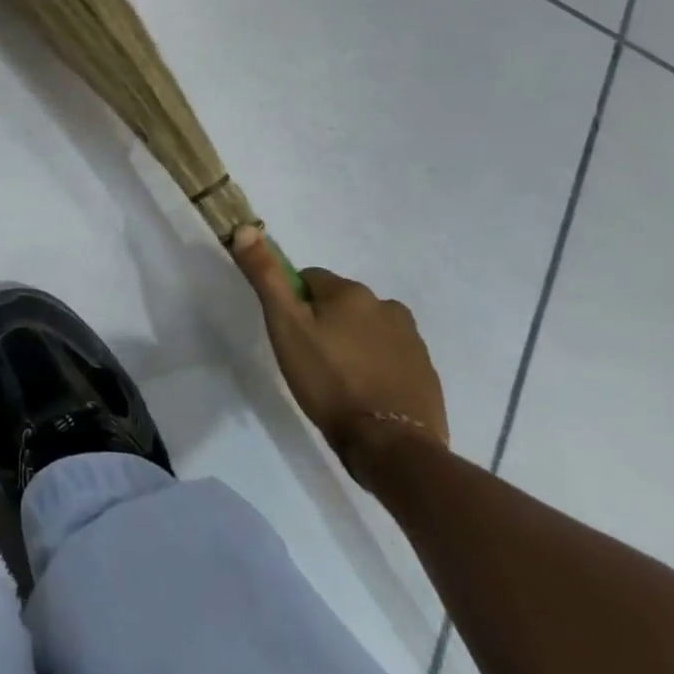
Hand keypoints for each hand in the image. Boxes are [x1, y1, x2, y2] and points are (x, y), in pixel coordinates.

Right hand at [233, 234, 447, 483]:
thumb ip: (266, 276)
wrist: (391, 446)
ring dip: (352, 342)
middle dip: (325, 322)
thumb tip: (247, 227)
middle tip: (310, 358)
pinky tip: (364, 393)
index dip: (294, 304)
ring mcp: (412, 340)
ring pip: (367, 328)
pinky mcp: (426, 372)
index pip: (309, 279)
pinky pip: (390, 355)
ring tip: (338, 379)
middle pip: (341, 303)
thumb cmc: (329, 380)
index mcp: (351, 292)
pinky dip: (376, 365)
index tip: (290, 334)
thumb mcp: (285, 326)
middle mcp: (386, 306)